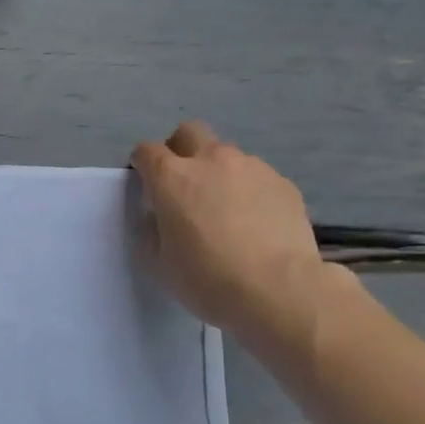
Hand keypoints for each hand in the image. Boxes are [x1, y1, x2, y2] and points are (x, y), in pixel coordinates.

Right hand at [131, 121, 336, 357]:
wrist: (278, 291)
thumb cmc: (207, 279)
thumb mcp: (159, 262)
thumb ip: (152, 229)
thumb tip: (159, 216)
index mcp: (172, 178)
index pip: (147, 151)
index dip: (142, 165)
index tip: (145, 184)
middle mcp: (211, 160)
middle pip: (189, 132)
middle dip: (180, 150)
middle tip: (182, 185)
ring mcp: (251, 167)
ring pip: (226, 155)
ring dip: (218, 173)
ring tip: (226, 211)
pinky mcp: (282, 182)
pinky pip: (256, 177)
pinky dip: (248, 191)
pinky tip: (254, 223)